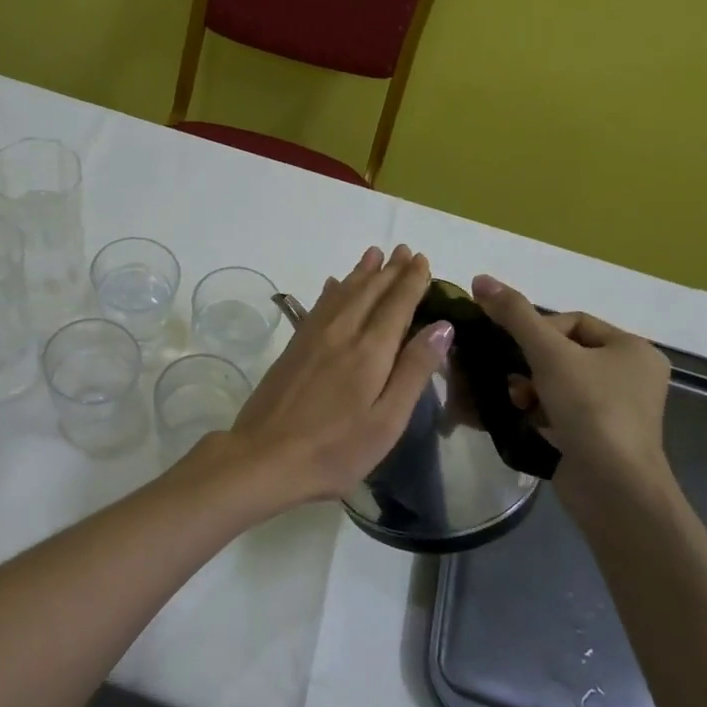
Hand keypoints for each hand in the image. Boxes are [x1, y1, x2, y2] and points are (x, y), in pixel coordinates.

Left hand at [224, 245, 450, 504]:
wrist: (264, 456)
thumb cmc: (335, 449)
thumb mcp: (387, 420)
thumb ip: (414, 370)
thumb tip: (442, 326)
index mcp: (369, 351)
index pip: (396, 305)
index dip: (411, 281)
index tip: (422, 259)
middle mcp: (341, 333)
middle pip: (368, 292)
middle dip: (389, 270)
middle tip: (404, 250)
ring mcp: (312, 338)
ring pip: (341, 293)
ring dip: (360, 273)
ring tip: (374, 254)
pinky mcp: (293, 348)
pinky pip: (318, 307)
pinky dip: (331, 291)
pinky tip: (333, 285)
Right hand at [470, 275, 671, 496]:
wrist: (613, 488)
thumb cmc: (590, 410)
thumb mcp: (549, 354)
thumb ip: (514, 314)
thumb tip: (480, 279)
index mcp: (633, 349)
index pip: (572, 322)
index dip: (537, 330)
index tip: (516, 350)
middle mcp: (631, 376)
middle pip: (562, 352)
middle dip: (529, 364)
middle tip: (512, 379)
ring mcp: (617, 410)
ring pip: (557, 382)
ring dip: (529, 388)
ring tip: (516, 401)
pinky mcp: (599, 437)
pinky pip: (560, 410)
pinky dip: (538, 410)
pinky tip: (523, 418)